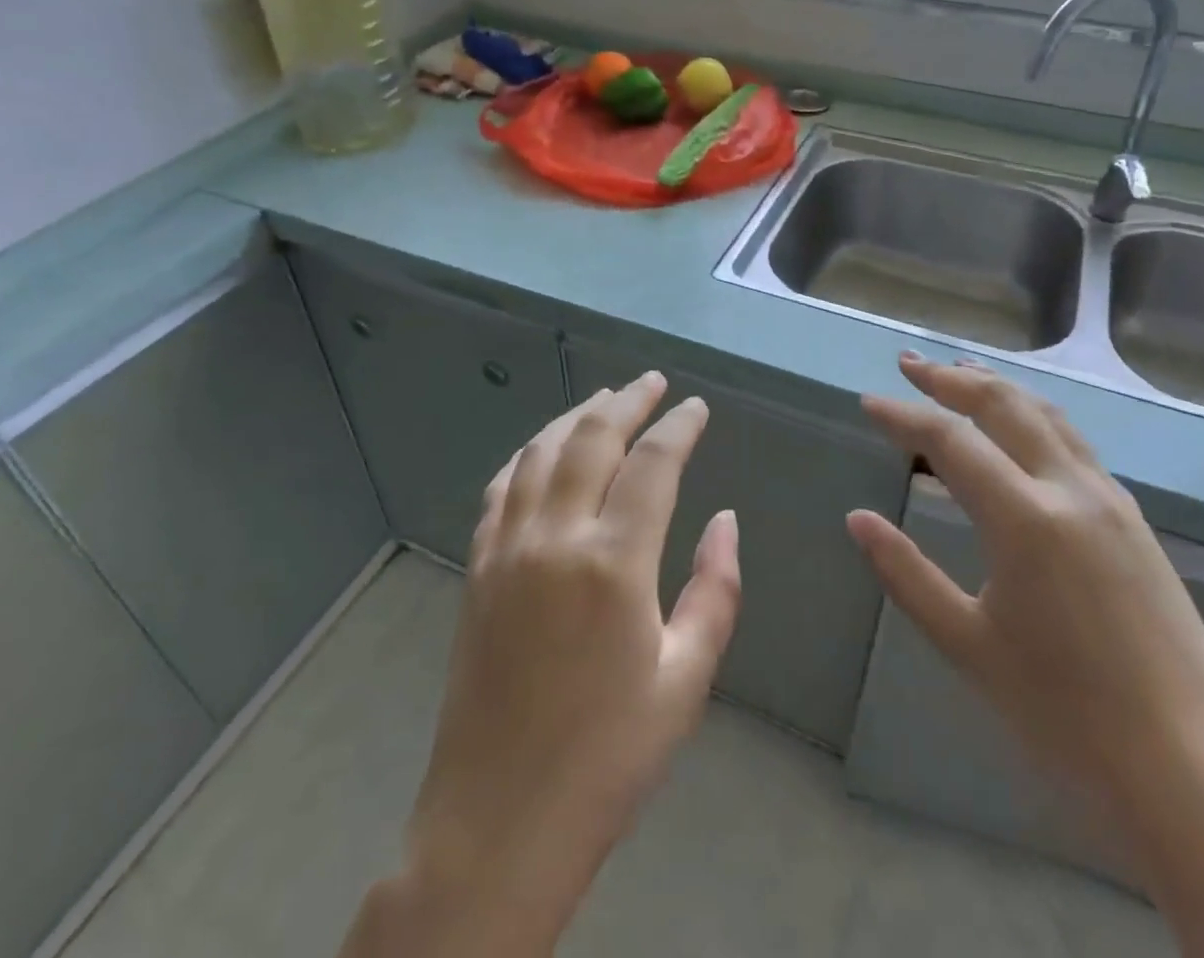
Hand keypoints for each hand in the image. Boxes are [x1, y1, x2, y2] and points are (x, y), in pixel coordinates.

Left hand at [347, 374, 740, 957]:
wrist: (499, 822)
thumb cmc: (608, 756)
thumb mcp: (686, 679)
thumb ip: (715, 590)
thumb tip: (725, 521)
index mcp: (614, 562)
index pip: (652, 464)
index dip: (678, 426)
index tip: (696, 407)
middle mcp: (555, 537)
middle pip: (592, 439)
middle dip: (627, 401)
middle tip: (652, 382)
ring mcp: (507, 548)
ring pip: (541, 452)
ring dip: (576, 416)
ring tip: (604, 397)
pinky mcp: (477, 568)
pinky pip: (501, 487)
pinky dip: (528, 454)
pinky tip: (543, 448)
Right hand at [848, 353, 1203, 818]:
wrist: (1194, 776)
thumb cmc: (1065, 717)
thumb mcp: (968, 645)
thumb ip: (906, 573)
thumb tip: (857, 519)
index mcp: (1025, 518)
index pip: (949, 439)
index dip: (903, 416)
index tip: (868, 402)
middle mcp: (1071, 490)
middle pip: (1004, 404)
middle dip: (951, 378)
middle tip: (909, 364)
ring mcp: (1111, 501)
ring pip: (1047, 415)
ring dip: (997, 388)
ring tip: (961, 372)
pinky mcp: (1135, 522)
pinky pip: (1073, 443)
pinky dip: (1032, 416)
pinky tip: (1018, 430)